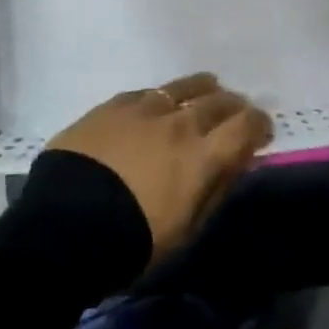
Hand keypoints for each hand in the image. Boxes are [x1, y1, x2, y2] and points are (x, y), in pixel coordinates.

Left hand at [47, 74, 273, 261]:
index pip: (245, 127)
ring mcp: (145, 108)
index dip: (259, 124)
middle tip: (237, 112)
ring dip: (202, 89)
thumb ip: (215, 191)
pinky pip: (148, 92)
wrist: (65, 224)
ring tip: (208, 89)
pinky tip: (161, 100)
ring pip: (184, 87)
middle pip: (218, 102)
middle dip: (234, 106)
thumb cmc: (132, 241)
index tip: (262, 129)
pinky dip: (163, 96)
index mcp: (202, 156)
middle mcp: (179, 122)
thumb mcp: (185, 231)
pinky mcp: (114, 105)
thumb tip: (236, 164)